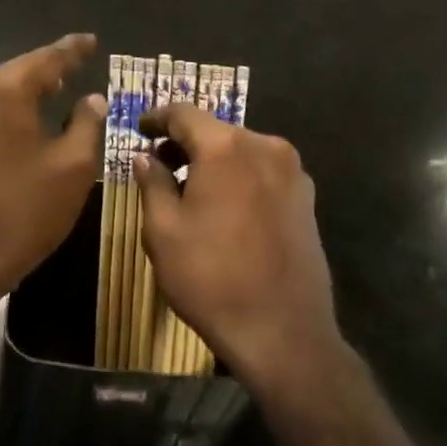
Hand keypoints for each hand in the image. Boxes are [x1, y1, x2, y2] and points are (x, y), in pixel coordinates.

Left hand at [0, 33, 105, 322]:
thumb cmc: (20, 213)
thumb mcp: (72, 168)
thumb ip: (87, 123)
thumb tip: (92, 98)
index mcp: (2, 89)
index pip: (47, 58)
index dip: (73, 50)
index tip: (90, 41)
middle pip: (16, 74)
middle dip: (46, 74)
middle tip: (74, 73)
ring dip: (22, 98)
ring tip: (49, 100)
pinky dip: (2, 119)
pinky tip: (18, 132)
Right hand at [134, 104, 339, 389]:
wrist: (284, 332)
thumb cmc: (212, 278)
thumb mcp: (164, 231)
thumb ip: (152, 183)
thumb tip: (145, 157)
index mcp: (226, 147)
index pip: (184, 113)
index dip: (157, 118)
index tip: (140, 129)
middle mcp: (264, 146)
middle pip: (216, 131)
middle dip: (185, 142)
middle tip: (159, 163)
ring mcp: (292, 171)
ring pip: (241, 151)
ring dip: (214, 161)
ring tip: (190, 187)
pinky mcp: (306, 197)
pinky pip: (263, 171)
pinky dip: (239, 177)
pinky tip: (225, 206)